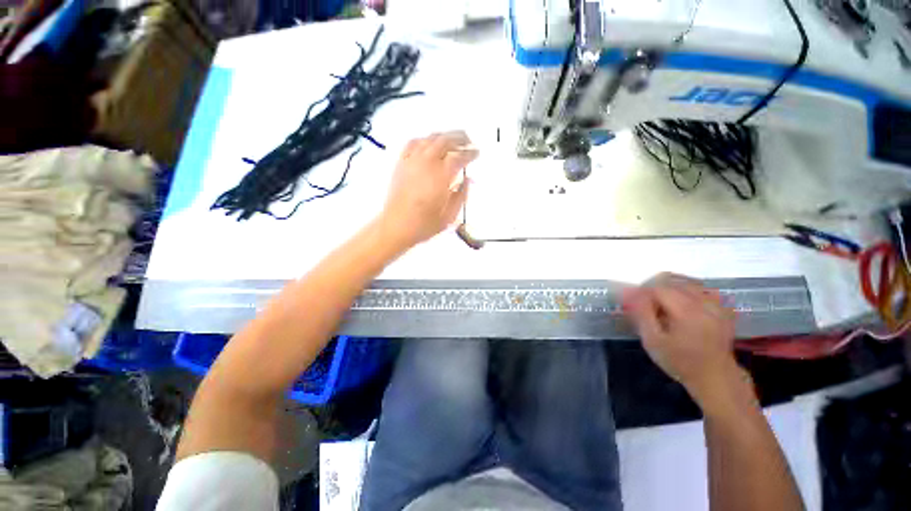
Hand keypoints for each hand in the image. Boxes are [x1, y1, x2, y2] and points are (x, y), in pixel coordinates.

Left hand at [378, 131, 477, 249]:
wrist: (396, 226)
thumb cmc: (424, 224)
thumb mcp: (450, 215)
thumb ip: (461, 195)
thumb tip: (468, 180)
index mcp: (441, 176)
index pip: (459, 157)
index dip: (470, 153)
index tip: (477, 153)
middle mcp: (427, 163)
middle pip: (445, 141)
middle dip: (460, 138)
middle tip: (468, 141)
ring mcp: (412, 161)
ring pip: (430, 138)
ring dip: (444, 136)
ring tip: (453, 140)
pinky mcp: (401, 163)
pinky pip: (413, 143)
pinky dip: (424, 139)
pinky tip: (429, 143)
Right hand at [623, 273, 743, 405]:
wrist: (714, 378)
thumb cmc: (679, 361)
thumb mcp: (653, 341)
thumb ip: (641, 314)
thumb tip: (629, 293)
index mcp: (687, 312)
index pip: (659, 288)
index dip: (641, 291)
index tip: (632, 301)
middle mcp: (704, 304)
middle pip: (674, 282)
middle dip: (654, 289)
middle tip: (644, 303)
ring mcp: (717, 306)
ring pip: (689, 283)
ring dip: (671, 288)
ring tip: (661, 302)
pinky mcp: (723, 310)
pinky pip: (704, 290)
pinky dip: (689, 291)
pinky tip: (682, 302)